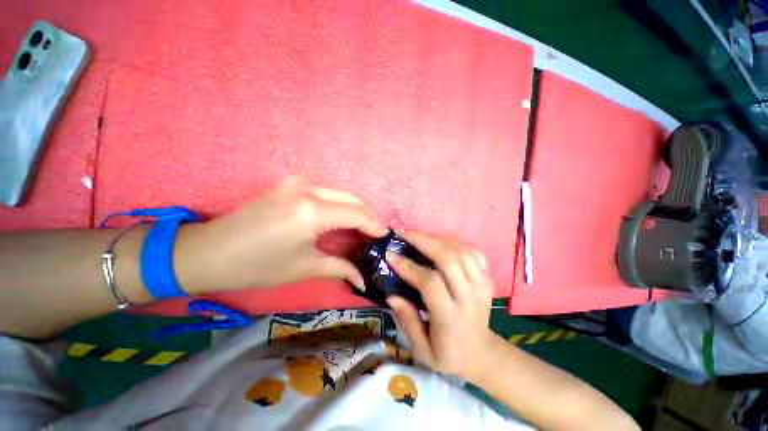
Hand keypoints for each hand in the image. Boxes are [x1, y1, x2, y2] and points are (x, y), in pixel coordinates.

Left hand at [175, 178, 386, 292]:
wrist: (207, 252)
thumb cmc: (255, 266)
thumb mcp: (303, 268)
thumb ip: (339, 268)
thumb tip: (362, 279)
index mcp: (312, 212)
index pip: (356, 213)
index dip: (373, 224)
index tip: (384, 236)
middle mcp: (307, 190)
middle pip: (352, 198)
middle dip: (367, 215)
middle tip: (374, 233)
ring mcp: (296, 183)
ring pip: (340, 193)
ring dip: (354, 209)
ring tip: (361, 228)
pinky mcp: (288, 184)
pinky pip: (325, 192)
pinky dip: (338, 204)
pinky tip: (340, 218)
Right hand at [385, 231, 496, 380]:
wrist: (483, 354)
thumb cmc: (449, 355)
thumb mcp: (422, 351)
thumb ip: (407, 321)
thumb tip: (391, 295)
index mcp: (451, 317)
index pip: (430, 283)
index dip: (409, 267)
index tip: (390, 255)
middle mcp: (469, 296)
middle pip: (448, 258)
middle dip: (422, 240)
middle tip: (402, 233)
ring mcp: (482, 285)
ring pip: (460, 250)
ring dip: (436, 238)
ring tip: (417, 235)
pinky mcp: (487, 279)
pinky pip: (472, 252)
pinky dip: (455, 243)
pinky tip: (440, 242)